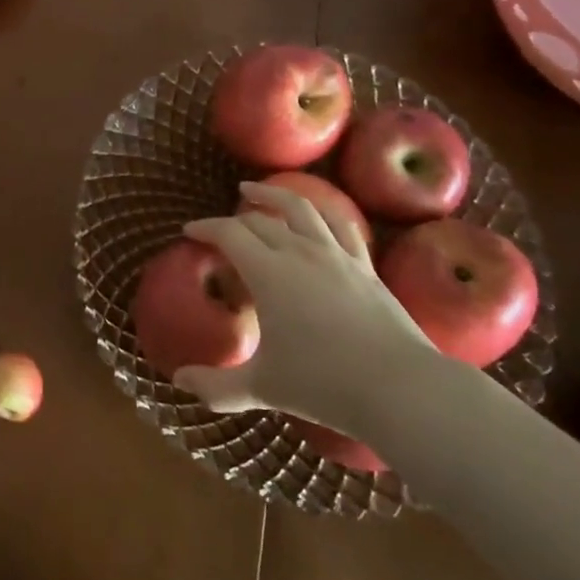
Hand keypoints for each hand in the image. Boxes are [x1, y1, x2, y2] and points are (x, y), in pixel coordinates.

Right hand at [174, 182, 437, 437]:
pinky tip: (317, 216)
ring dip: (274, 195)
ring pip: (301, 208)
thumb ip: (216, 385)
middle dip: (234, 219)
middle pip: (260, 221)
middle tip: (220, 228)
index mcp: (268, 273)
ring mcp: (336, 255)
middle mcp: (299, 252)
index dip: (205, 228)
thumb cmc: (324, 384)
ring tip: (257, 191)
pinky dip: (322, 213)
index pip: (229, 233)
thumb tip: (179, 381)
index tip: (189, 231)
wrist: (400, 388)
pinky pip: (341, 226)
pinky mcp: (365, 266)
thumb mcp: (262, 388)